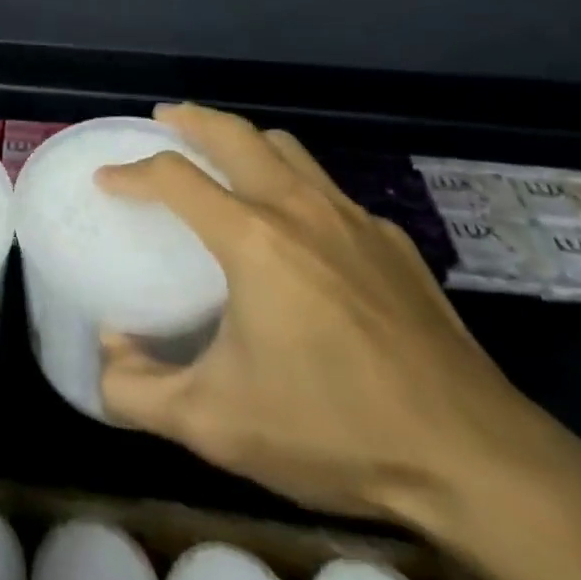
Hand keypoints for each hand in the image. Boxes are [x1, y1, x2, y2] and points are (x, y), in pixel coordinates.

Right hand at [96, 104, 551, 522]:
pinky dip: (295, 183)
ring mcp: (354, 220)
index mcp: (252, 238)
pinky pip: (330, 190)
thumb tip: (104, 356)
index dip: (131, 173)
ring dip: (245, 140)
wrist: (477, 460)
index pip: (174, 177)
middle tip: (164, 121)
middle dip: (191, 119)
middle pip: (235, 134)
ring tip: (224, 156)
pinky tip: (298, 225)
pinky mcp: (394, 243)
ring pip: (288, 149)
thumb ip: (141, 391)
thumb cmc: (335, 430)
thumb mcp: (217, 425)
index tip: (107, 178)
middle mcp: (299, 208)